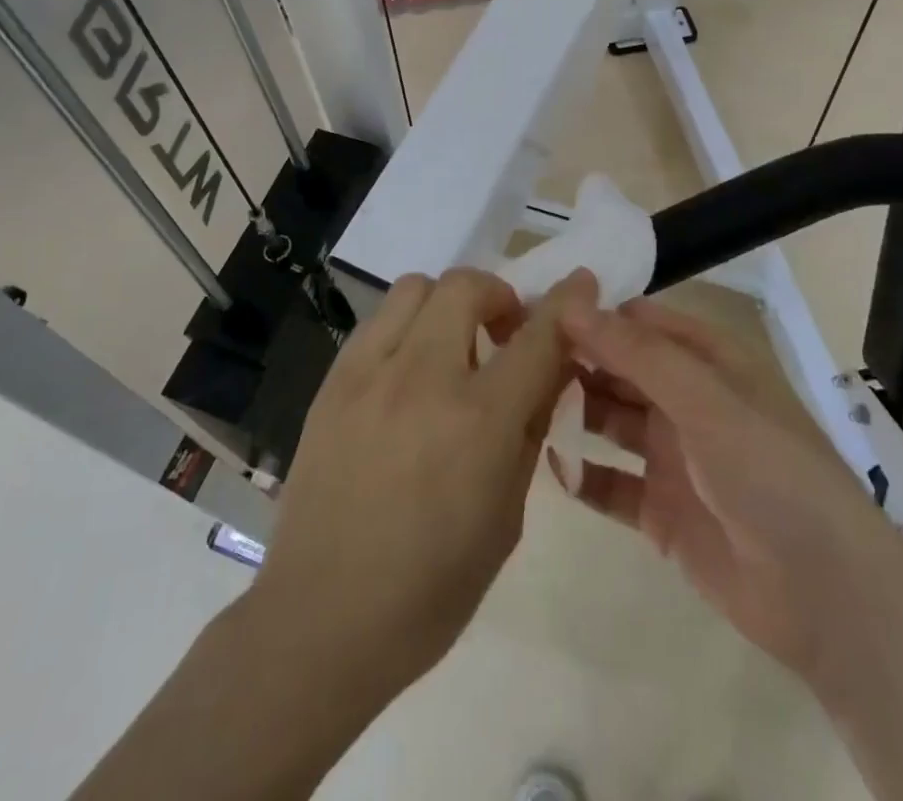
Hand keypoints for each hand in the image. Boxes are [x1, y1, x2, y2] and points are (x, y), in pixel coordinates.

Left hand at [243, 268, 589, 706]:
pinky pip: (378, 321)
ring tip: (450, 347)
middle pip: (467, 286)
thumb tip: (548, 373)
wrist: (322, 619)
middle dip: (498, 296)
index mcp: (480, 421)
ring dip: (447, 304)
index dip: (566, 303)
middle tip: (502, 333)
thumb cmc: (431, 587)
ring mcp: (370, 373)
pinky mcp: (333, 381)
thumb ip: (529, 431)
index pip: (538, 336)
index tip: (580, 283)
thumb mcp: (507, 516)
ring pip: (416, 287)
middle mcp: (425, 378)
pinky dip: (406, 327)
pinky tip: (406, 372)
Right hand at [555, 299, 892, 684]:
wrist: (827, 598)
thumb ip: (636, 353)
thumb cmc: (770, 473)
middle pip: (619, 369)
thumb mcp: (705, 400)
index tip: (535, 308)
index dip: (592, 313)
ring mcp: (672, 457)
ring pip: (610, 420)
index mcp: (708, 362)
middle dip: (573, 360)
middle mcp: (687, 401)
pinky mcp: (661, 512)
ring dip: (572, 411)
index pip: (639, 322)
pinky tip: (548, 463)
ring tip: (518, 403)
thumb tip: (572, 303)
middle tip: (512, 356)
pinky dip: (582, 473)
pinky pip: (611, 483)